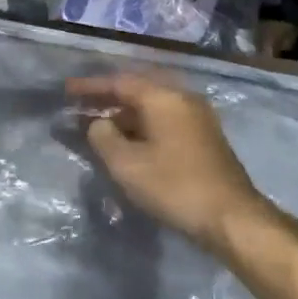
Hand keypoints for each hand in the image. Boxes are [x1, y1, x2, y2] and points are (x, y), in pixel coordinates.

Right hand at [66, 71, 294, 260]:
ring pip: (153, 107)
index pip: (119, 82)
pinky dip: (142, 126)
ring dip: (125, 115)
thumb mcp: (126, 164)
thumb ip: (103, 137)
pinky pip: (165, 121)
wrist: (231, 216)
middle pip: (138, 90)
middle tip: (80, 107)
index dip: (90, 86)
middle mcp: (183, 98)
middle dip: (107, 98)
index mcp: (164, 97)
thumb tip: (98, 123)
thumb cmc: (174, 186)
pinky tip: (129, 143)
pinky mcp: (205, 138)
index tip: (66, 90)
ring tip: (99, 127)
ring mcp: (198, 117)